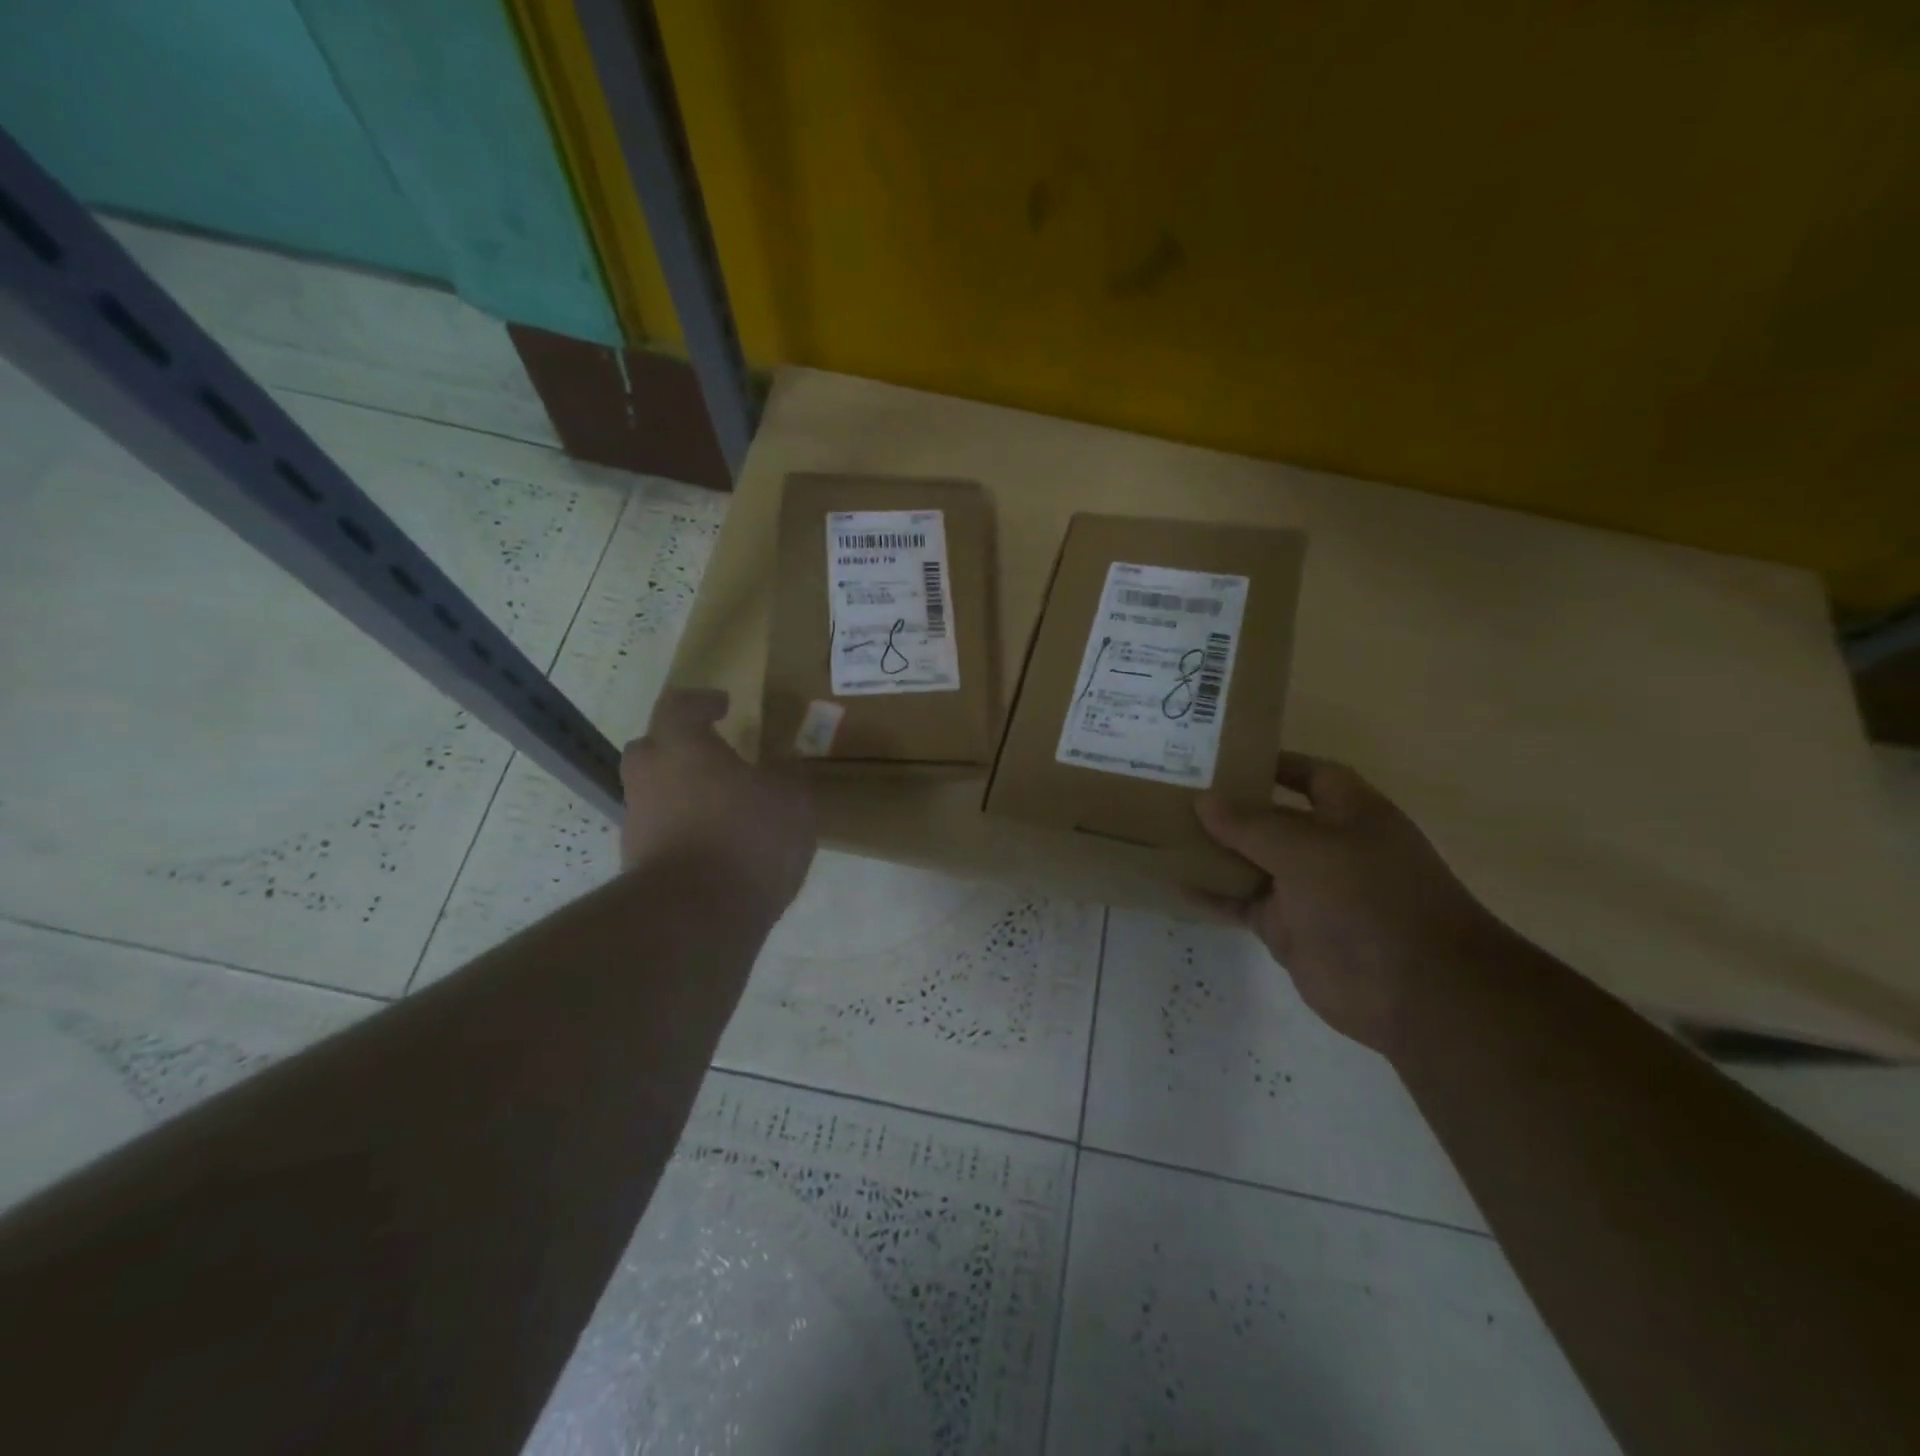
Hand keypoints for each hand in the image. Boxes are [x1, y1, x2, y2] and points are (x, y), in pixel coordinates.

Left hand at [620, 689, 816, 913]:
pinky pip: (661, 831)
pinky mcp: (638, 863)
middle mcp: (650, 778)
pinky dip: (683, 830)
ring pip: (654, 793)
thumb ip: (786, 774)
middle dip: (678, 746)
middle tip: (710, 754)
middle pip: (651, 748)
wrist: (695, 918)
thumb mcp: (791, 800)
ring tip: (721, 807)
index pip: (679, 706)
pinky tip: (715, 846)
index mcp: (683, 748)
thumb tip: (782, 762)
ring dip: (681, 792)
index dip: (701, 702)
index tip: (722, 705)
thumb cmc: (747, 839)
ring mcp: (638, 822)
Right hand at [1195, 752, 1500, 1054]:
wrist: (1414, 991)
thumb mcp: (1308, 849)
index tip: (1222, 756)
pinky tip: (1174, 881)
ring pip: (1249, 860)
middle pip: (1270, 817)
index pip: (1310, 774)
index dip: (1272, 762)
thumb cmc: (1370, 898)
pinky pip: (1241, 902)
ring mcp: (1305, 889)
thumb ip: (1252, 824)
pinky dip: (1211, 894)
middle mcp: (1327, 846)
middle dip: (1229, 806)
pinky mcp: (1286, 927)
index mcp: (1350, 813)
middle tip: (1174, 790)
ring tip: (1162, 829)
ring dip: (1213, 848)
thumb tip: (1204, 801)